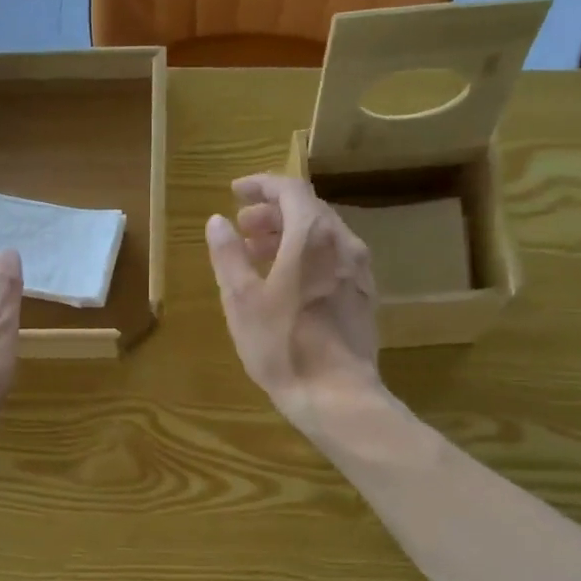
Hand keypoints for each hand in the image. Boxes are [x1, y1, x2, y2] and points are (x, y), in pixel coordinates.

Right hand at [205, 173, 380, 426]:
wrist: (336, 394)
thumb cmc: (282, 345)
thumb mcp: (242, 300)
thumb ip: (228, 255)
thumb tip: (217, 222)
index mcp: (312, 235)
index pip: (289, 189)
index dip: (261, 186)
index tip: (235, 193)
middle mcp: (343, 243)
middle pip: (308, 210)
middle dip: (272, 213)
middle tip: (242, 228)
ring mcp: (358, 271)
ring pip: (323, 236)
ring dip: (289, 236)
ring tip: (259, 255)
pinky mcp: (363, 296)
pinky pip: (333, 260)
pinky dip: (308, 257)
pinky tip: (289, 283)